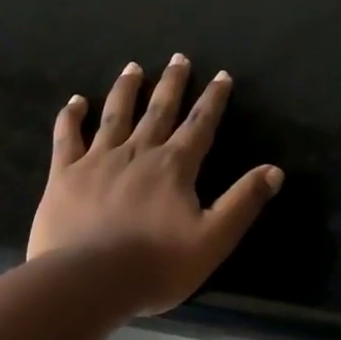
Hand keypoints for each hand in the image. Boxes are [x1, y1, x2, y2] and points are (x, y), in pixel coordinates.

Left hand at [28, 55, 283, 316]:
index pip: (200, 125)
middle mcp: (138, 152)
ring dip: (127, 89)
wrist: (88, 281)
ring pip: (116, 114)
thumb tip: (275, 170)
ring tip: (133, 67)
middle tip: (178, 58)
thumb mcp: (213, 239)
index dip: (213, 99)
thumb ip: (243, 202)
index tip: (221, 75)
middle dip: (172, 83)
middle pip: (159, 110)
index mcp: (174, 167)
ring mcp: (98, 160)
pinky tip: (76, 101)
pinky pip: (68, 136)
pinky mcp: (65, 174)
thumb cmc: (156, 265)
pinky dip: (72, 116)